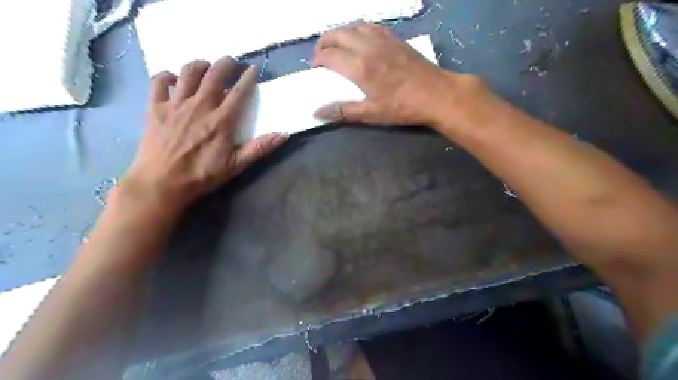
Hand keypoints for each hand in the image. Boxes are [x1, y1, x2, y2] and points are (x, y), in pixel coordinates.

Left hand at [124, 56, 285, 209]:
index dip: (248, 78)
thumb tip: (284, 134)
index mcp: (222, 120)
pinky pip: (159, 81)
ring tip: (207, 67)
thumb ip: (260, 148)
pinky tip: (175, 79)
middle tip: (232, 63)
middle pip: (214, 74)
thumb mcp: (237, 165)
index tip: (253, 69)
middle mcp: (200, 106)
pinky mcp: (156, 107)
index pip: (239, 92)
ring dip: (200, 65)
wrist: (162, 183)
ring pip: (188, 72)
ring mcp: (176, 104)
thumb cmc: (203, 175)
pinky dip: (167, 76)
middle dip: (226, 64)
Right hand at [313, 23, 487, 127]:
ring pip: (354, 26)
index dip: (319, 59)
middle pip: (338, 34)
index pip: (330, 55)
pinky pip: (371, 26)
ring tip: (337, 45)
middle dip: (324, 42)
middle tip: (321, 54)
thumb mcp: (371, 114)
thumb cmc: (403, 107)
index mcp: (360, 68)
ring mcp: (383, 40)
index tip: (316, 67)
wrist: (436, 94)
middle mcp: (368, 48)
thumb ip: (343, 111)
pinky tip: (360, 38)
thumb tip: (317, 112)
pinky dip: (358, 29)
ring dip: (340, 33)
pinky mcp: (395, 39)